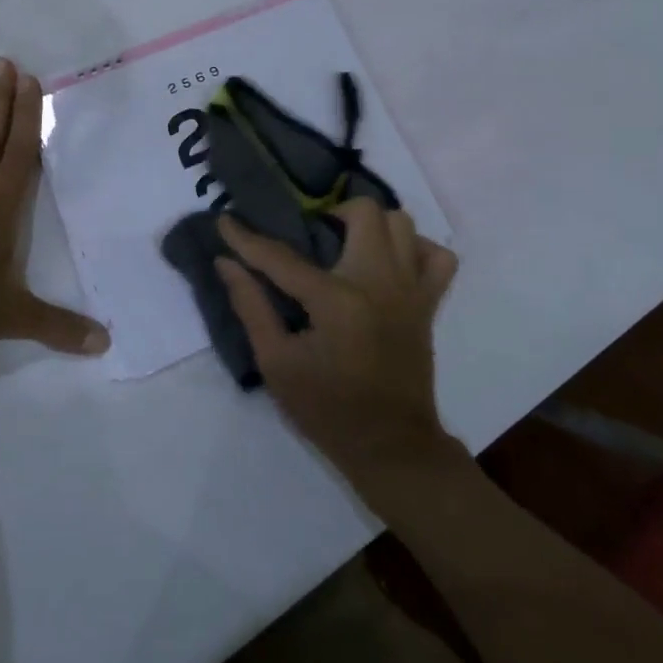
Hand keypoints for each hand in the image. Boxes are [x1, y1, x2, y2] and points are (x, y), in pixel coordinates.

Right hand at [216, 201, 456, 481]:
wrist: (391, 448)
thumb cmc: (327, 410)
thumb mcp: (276, 363)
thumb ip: (251, 306)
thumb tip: (226, 263)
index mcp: (336, 300)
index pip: (282, 256)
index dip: (247, 238)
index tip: (225, 219)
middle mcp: (379, 282)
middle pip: (362, 213)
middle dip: (328, 213)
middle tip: (309, 235)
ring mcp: (411, 290)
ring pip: (402, 223)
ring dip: (371, 224)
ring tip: (346, 244)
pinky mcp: (428, 304)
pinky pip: (437, 257)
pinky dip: (415, 248)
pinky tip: (390, 262)